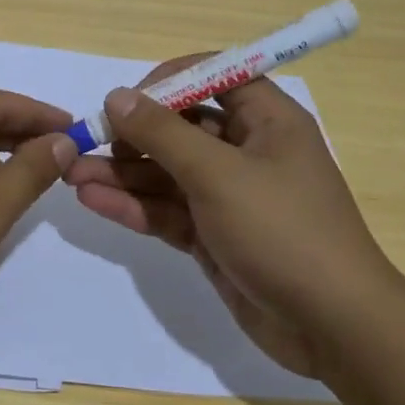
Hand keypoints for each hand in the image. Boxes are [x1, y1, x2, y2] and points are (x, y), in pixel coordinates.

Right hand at [64, 59, 404, 379]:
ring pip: (166, 172)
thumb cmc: (283, 231)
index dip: (169, 81)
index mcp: (267, 121)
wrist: (333, 328)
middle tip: (85, 141)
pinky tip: (92, 200)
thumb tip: (116, 96)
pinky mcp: (213, 235)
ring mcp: (228, 197)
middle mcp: (247, 152)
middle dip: (131, 134)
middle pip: (181, 128)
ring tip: (71, 172)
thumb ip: (163, 133)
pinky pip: (167, 210)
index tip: (127, 100)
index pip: (214, 77)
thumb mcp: (218, 174)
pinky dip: (133, 205)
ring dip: (122, 172)